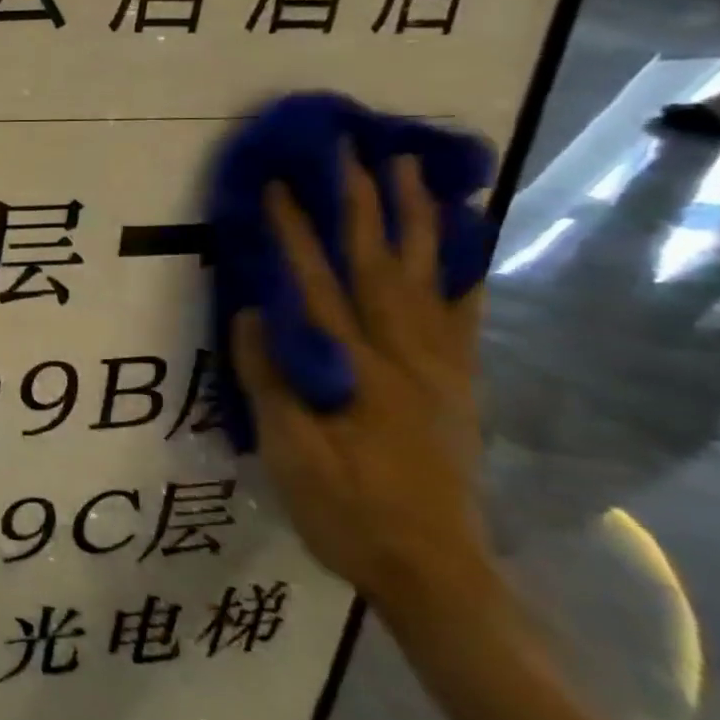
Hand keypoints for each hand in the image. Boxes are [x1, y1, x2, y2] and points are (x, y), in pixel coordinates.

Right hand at [232, 149, 492, 619]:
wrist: (433, 569)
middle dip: (364, 202)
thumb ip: (270, 378)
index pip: (316, 285)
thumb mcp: (289, 452)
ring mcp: (438, 366)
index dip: (295, 232)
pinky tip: (467, 240)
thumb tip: (253, 312)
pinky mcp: (458, 382)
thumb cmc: (345, 509)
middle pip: (380, 265)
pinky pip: (466, 314)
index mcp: (353, 369)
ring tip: (414, 171)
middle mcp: (402, 355)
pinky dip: (466, 268)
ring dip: (418, 219)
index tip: (280, 184)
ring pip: (429, 277)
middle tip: (356, 150)